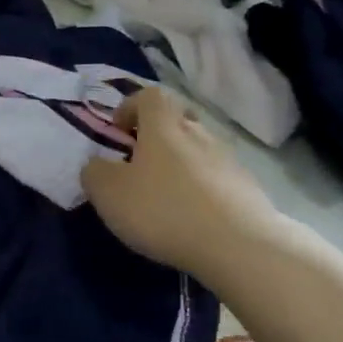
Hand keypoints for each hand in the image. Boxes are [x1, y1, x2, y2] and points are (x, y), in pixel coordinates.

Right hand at [81, 87, 283, 282]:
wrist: (239, 245)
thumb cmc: (163, 210)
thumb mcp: (108, 193)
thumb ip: (95, 172)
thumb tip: (98, 165)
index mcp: (163, 127)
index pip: (149, 96)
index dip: (130, 106)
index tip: (118, 131)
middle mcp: (199, 133)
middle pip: (177, 119)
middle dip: (157, 135)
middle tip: (140, 163)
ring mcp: (228, 160)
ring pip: (198, 149)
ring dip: (180, 164)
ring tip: (165, 197)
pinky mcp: (247, 189)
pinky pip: (216, 178)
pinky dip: (201, 189)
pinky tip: (192, 218)